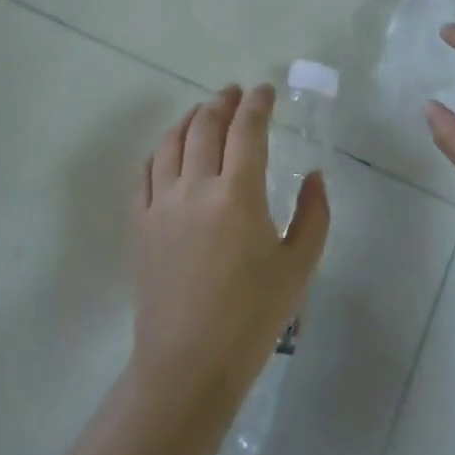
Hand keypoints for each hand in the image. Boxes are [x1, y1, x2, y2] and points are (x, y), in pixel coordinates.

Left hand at [132, 84, 330, 405]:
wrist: (189, 363)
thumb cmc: (252, 317)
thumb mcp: (299, 267)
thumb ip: (314, 215)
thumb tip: (315, 176)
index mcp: (238, 194)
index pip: (246, 130)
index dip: (257, 104)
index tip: (264, 90)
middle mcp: (195, 187)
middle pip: (205, 125)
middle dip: (222, 102)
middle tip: (235, 93)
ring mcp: (161, 204)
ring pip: (171, 142)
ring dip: (189, 118)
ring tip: (203, 111)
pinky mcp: (139, 224)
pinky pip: (145, 172)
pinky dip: (160, 150)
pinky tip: (169, 150)